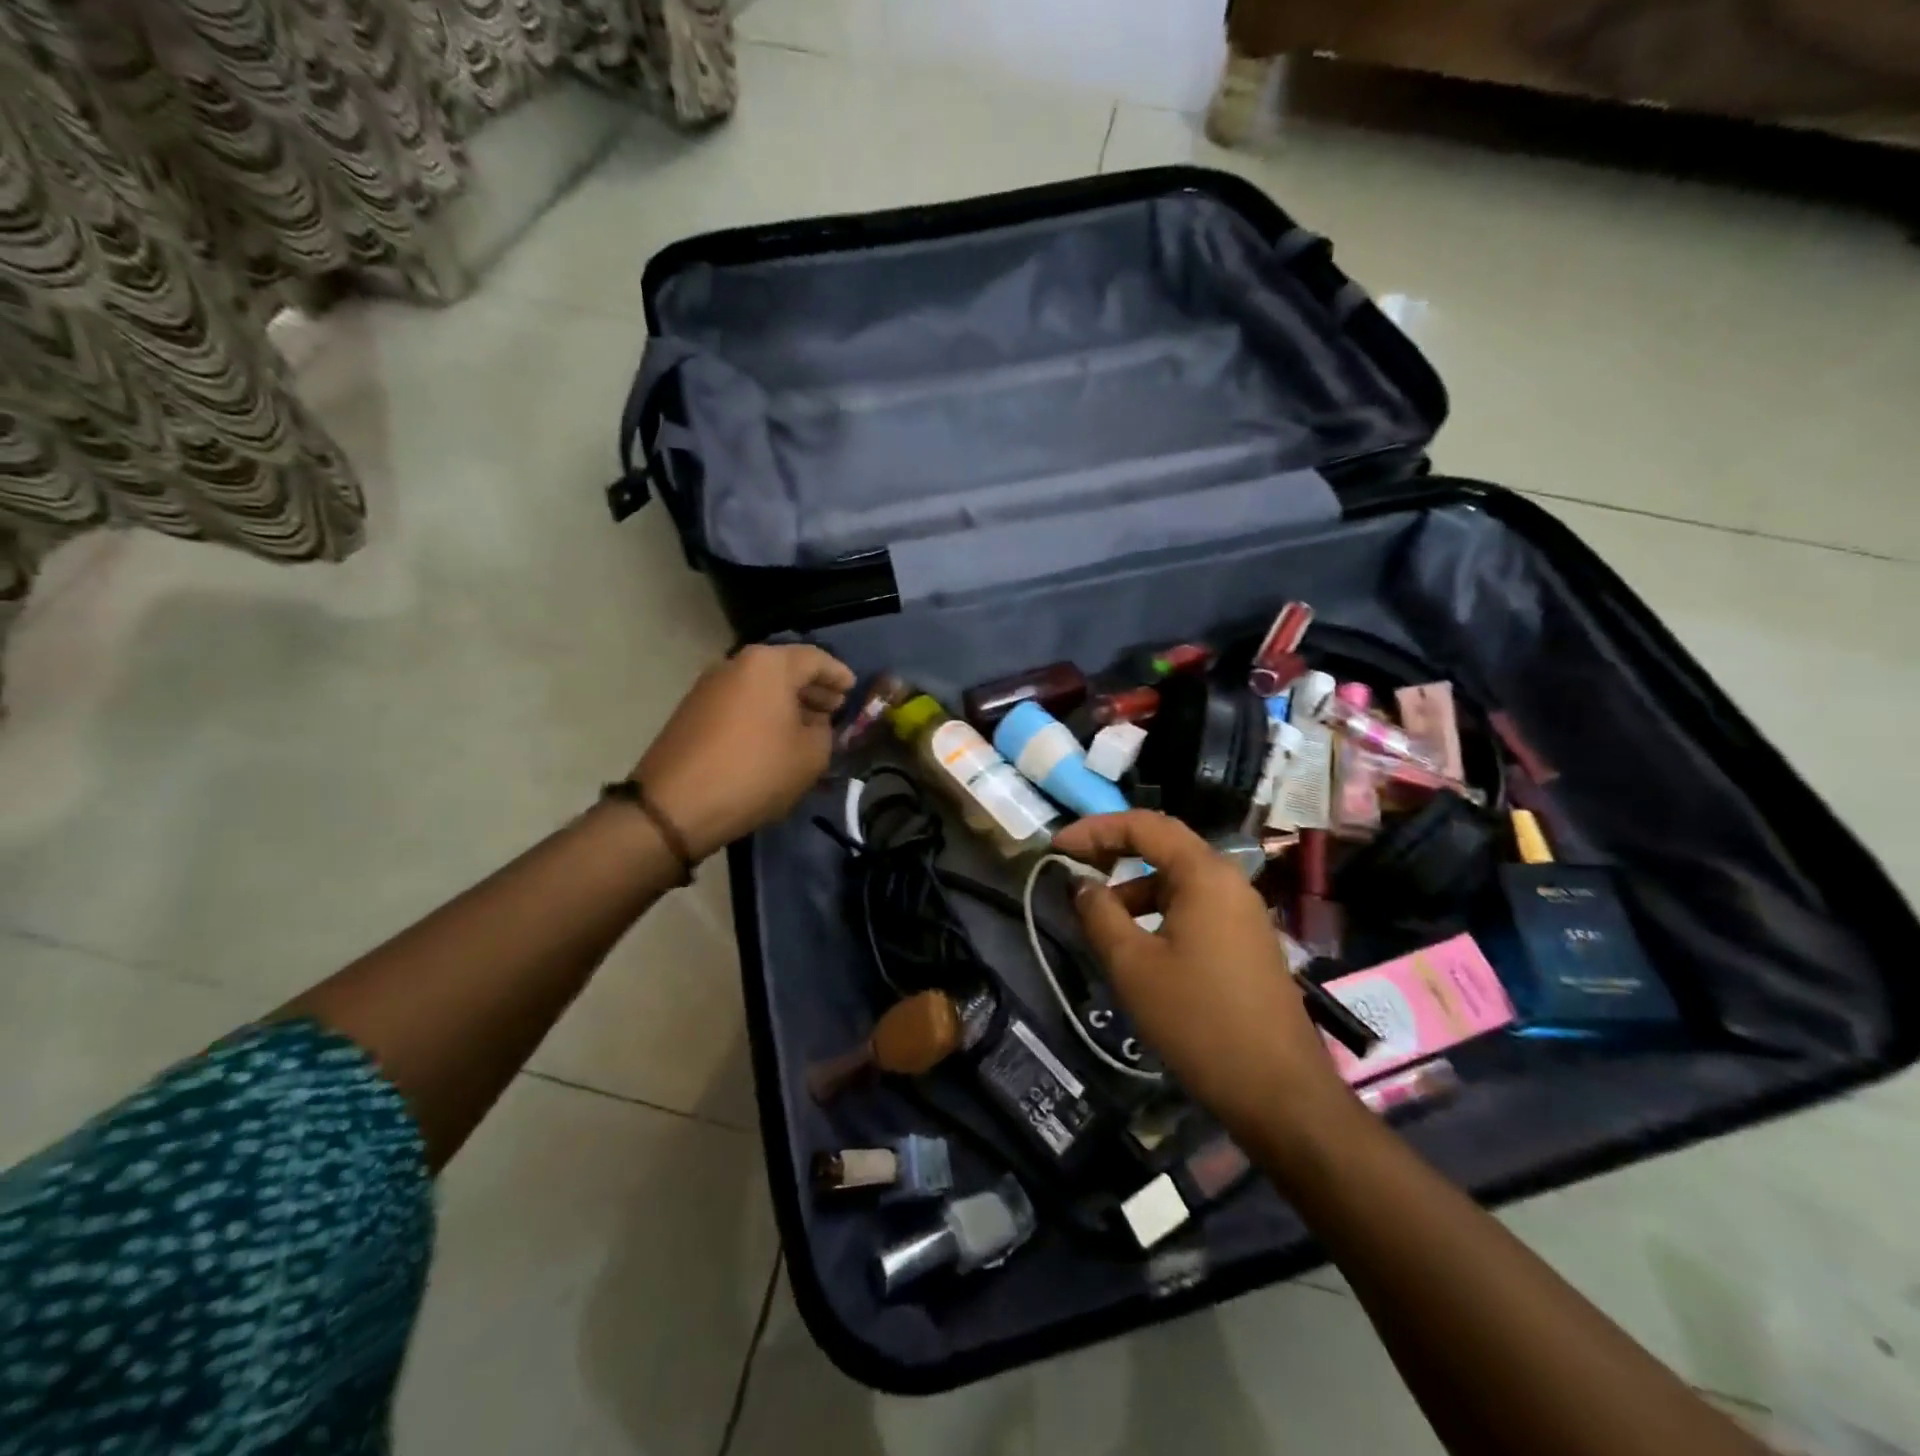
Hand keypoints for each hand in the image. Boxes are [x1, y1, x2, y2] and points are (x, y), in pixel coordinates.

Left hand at [633, 644, 854, 860]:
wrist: (676, 804)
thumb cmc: (755, 771)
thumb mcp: (811, 755)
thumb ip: (824, 732)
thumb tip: (814, 724)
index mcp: (769, 664)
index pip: (816, 659)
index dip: (839, 675)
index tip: (853, 690)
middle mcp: (736, 664)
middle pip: (785, 668)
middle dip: (813, 688)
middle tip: (834, 709)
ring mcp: (709, 686)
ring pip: (761, 686)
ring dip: (787, 702)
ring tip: (808, 728)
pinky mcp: (693, 711)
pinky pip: (741, 702)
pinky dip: (763, 713)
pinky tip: (775, 738)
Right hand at [1052, 811, 1346, 1139]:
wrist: (1278, 1091)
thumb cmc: (1198, 1020)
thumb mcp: (1133, 965)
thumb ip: (1099, 914)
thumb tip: (1081, 884)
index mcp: (1204, 874)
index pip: (1144, 825)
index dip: (1095, 829)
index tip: (1056, 848)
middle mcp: (1229, 881)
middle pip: (1164, 845)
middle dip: (1114, 850)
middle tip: (1073, 866)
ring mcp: (1243, 912)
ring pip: (1178, 880)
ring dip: (1135, 886)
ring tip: (1098, 915)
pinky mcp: (1246, 941)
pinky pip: (1194, 906)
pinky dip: (1158, 910)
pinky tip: (1137, 943)